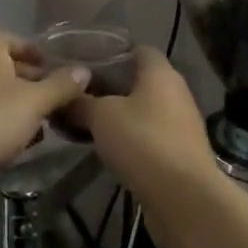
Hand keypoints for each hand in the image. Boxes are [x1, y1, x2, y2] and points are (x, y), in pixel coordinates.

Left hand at [0, 31, 89, 190]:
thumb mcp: (34, 102)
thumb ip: (61, 86)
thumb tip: (84, 70)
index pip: (9, 38)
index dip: (32, 49)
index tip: (53, 67)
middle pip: (3, 67)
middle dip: (30, 81)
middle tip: (54, 98)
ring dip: (17, 106)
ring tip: (41, 124)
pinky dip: (0, 124)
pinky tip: (16, 144)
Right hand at [66, 47, 214, 202]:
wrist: (184, 198)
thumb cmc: (143, 142)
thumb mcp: (101, 117)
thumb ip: (80, 103)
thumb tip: (63, 96)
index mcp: (160, 73)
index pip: (137, 49)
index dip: (111, 52)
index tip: (84, 62)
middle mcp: (174, 92)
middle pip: (138, 80)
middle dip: (108, 86)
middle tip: (77, 94)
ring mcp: (179, 124)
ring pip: (142, 109)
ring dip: (117, 114)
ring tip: (84, 121)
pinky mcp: (178, 152)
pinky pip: (147, 134)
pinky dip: (127, 137)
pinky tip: (104, 147)